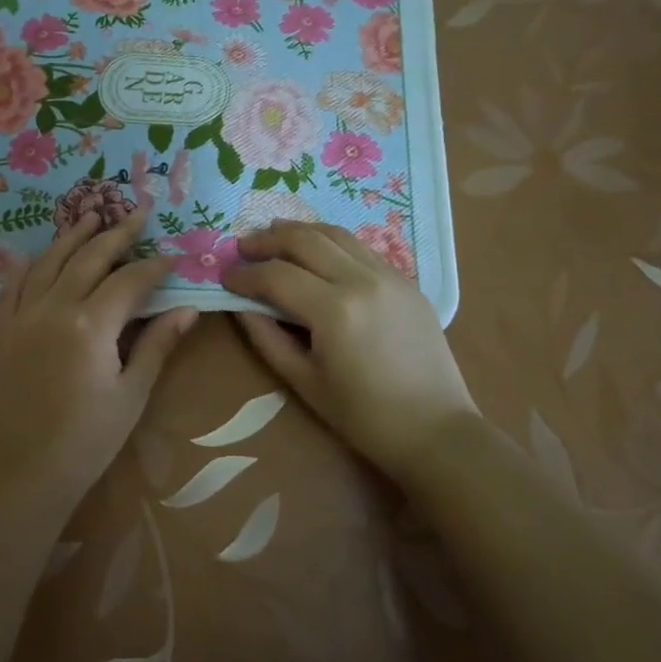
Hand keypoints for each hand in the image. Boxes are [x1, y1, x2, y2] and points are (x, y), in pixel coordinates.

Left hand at [0, 210, 197, 505]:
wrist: (23, 474)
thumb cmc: (87, 440)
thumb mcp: (131, 394)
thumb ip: (156, 345)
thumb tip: (187, 310)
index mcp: (91, 325)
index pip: (129, 280)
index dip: (153, 266)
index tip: (172, 257)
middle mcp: (54, 308)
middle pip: (89, 258)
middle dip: (116, 233)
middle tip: (136, 213)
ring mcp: (22, 317)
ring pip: (48, 262)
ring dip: (72, 237)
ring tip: (91, 216)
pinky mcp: (1, 331)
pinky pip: (11, 286)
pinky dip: (26, 265)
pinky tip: (34, 254)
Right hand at [221, 220, 475, 479]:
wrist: (436, 430)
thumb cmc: (364, 416)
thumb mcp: (304, 382)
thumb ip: (267, 338)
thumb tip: (239, 305)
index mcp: (334, 310)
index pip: (276, 275)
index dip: (244, 274)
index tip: (224, 277)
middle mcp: (361, 280)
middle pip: (304, 239)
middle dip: (267, 239)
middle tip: (243, 247)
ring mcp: (389, 275)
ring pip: (335, 233)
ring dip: (299, 231)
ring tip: (274, 236)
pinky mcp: (406, 281)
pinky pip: (360, 247)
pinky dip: (331, 241)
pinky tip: (317, 252)